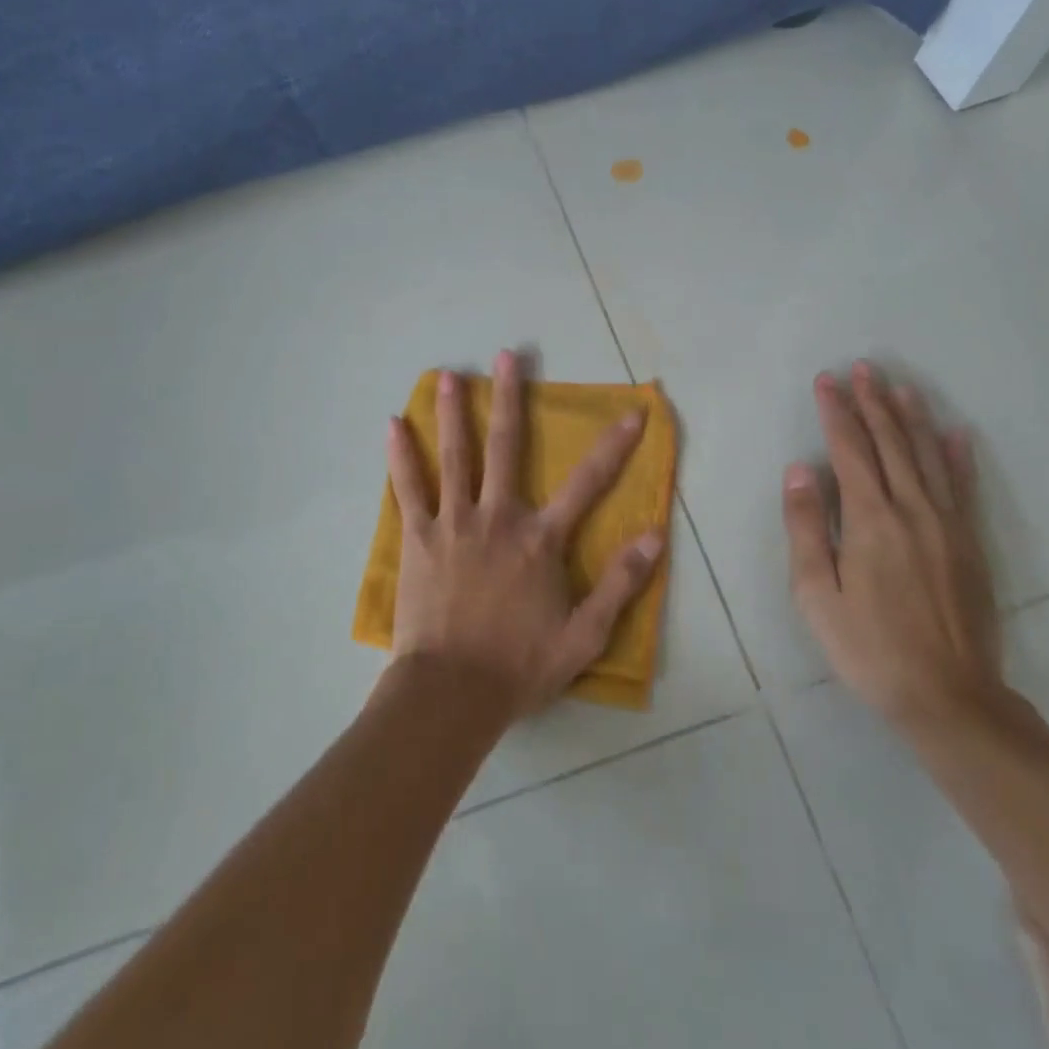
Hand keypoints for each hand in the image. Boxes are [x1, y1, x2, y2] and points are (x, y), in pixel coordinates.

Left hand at [386, 351, 664, 718]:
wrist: (451, 693)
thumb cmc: (519, 666)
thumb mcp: (584, 636)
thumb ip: (620, 584)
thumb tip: (656, 536)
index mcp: (540, 540)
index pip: (587, 483)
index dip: (613, 446)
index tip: (632, 412)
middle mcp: (498, 517)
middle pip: (505, 446)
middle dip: (508, 397)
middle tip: (505, 355)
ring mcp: (454, 523)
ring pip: (454, 455)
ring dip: (452, 412)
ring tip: (448, 374)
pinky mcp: (418, 537)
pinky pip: (408, 488)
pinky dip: (400, 455)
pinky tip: (392, 425)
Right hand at [782, 361, 1003, 730]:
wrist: (948, 697)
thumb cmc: (868, 646)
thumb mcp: (815, 593)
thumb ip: (806, 526)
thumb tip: (799, 470)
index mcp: (870, 519)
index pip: (849, 450)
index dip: (836, 412)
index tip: (826, 380)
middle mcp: (912, 509)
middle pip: (890, 443)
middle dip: (873, 402)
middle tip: (862, 368)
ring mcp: (947, 524)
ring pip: (926, 456)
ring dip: (911, 417)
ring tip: (900, 386)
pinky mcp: (970, 543)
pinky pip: (962, 486)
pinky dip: (956, 455)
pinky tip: (953, 433)